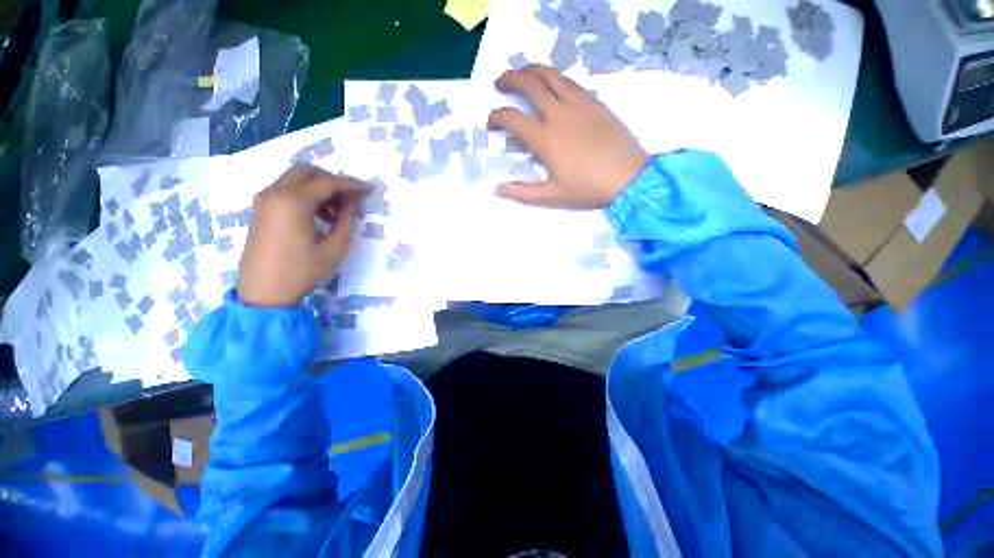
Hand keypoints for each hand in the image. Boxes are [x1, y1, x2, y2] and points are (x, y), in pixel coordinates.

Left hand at [238, 165, 367, 306]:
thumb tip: (353, 202)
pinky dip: (305, 193)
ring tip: (337, 210)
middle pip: (307, 171)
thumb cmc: (302, 271)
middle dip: (332, 179)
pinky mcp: (260, 209)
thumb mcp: (335, 248)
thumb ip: (347, 220)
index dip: (351, 184)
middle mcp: (274, 193)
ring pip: (295, 178)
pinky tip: (318, 214)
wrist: (263, 293)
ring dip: (318, 187)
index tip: (369, 189)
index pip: (328, 182)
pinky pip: (285, 190)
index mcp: (293, 202)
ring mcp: (264, 200)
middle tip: (351, 197)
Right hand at [488, 64, 648, 208]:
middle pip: (529, 84)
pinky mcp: (595, 102)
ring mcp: (579, 104)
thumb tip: (498, 189)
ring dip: (531, 71)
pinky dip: (554, 78)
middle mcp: (559, 114)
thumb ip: (522, 192)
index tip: (492, 123)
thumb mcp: (552, 196)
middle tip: (500, 83)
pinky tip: (552, 85)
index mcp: (546, 139)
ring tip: (522, 74)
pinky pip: (570, 82)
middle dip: (510, 79)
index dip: (497, 117)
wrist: (629, 177)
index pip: (513, 118)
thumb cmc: (588, 189)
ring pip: (551, 75)